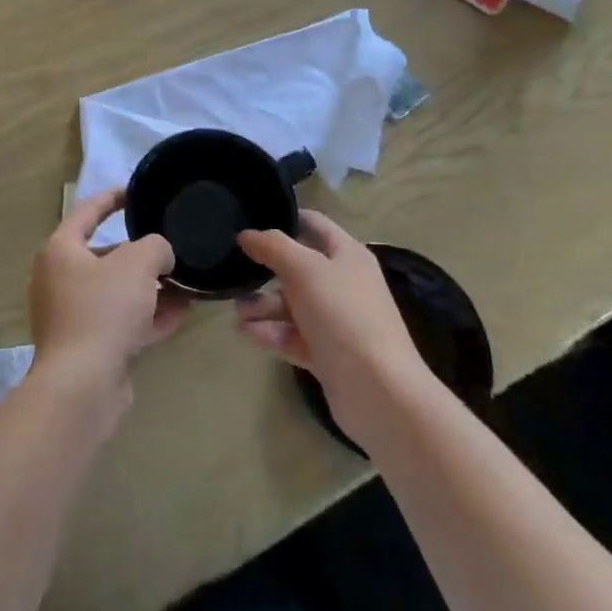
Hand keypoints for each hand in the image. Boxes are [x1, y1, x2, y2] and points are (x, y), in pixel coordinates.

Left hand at [30, 190, 187, 396]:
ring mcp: (70, 316)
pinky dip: (146, 316)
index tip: (136, 192)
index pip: (87, 211)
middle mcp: (59, 279)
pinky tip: (179, 315)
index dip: (112, 198)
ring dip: (149, 288)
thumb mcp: (138, 263)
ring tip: (185, 284)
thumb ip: (155, 247)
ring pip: (116, 292)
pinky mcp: (86, 347)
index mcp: (61, 250)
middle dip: (141, 254)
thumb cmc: (103, 309)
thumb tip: (159, 256)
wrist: (82, 385)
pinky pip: (119, 322)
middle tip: (170, 249)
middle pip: (105, 256)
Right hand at [236, 211, 432, 443]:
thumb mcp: (304, 270)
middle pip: (298, 268)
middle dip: (265, 271)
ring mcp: (337, 321)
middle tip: (233, 274)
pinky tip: (247, 333)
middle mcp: (344, 284)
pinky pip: (294, 336)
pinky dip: (272, 333)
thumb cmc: (343, 316)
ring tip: (236, 313)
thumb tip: (247, 234)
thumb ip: (273, 247)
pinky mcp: (328, 355)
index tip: (249, 222)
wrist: (378, 391)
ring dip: (263, 306)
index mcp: (347, 255)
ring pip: (292, 305)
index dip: (284, 219)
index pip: (314, 224)